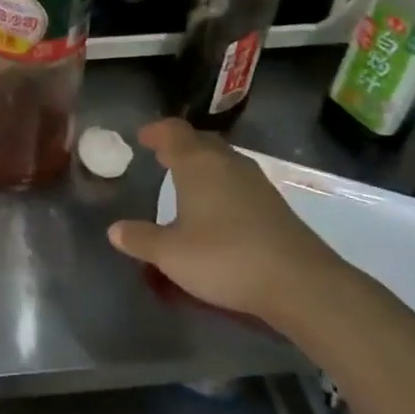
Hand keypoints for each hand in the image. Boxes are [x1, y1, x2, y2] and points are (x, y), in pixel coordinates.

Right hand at [107, 119, 342, 324]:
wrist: (300, 282)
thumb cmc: (225, 258)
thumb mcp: (171, 255)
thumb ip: (141, 239)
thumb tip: (114, 230)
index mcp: (197, 164)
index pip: (173, 131)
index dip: (156, 131)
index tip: (142, 136)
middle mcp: (227, 163)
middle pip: (200, 141)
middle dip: (179, 145)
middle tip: (161, 155)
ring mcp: (255, 182)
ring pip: (222, 160)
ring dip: (202, 164)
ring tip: (186, 180)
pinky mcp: (274, 203)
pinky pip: (238, 180)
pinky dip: (221, 183)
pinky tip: (217, 207)